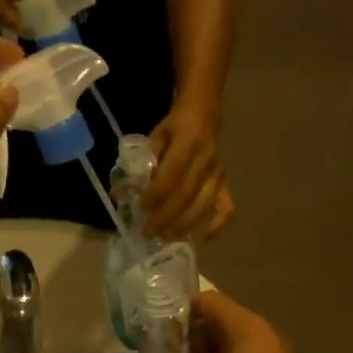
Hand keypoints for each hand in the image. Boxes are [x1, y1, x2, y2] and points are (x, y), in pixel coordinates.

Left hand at [144, 104, 232, 240]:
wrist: (205, 115)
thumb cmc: (175, 128)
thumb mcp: (156, 136)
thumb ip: (144, 163)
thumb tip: (125, 192)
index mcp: (188, 142)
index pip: (173, 173)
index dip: (157, 194)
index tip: (142, 210)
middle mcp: (207, 160)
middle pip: (187, 195)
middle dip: (166, 217)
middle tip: (148, 233)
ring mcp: (219, 174)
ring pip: (204, 206)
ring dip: (184, 226)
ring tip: (166, 237)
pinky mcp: (226, 184)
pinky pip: (225, 209)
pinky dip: (214, 227)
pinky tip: (199, 238)